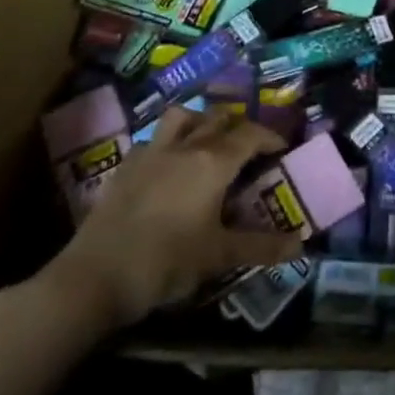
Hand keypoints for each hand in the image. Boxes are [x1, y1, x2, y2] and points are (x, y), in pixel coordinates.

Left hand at [37, 107, 305, 331]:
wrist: (95, 277)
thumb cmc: (166, 262)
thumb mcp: (219, 256)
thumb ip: (261, 247)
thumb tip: (300, 245)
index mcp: (213, 162)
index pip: (250, 135)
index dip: (270, 137)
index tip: (281, 148)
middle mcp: (184, 147)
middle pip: (217, 118)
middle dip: (238, 126)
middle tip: (249, 147)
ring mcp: (150, 153)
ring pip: (181, 117)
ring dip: (200, 121)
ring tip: (208, 140)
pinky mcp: (125, 167)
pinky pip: (152, 140)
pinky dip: (168, 142)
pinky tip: (168, 165)